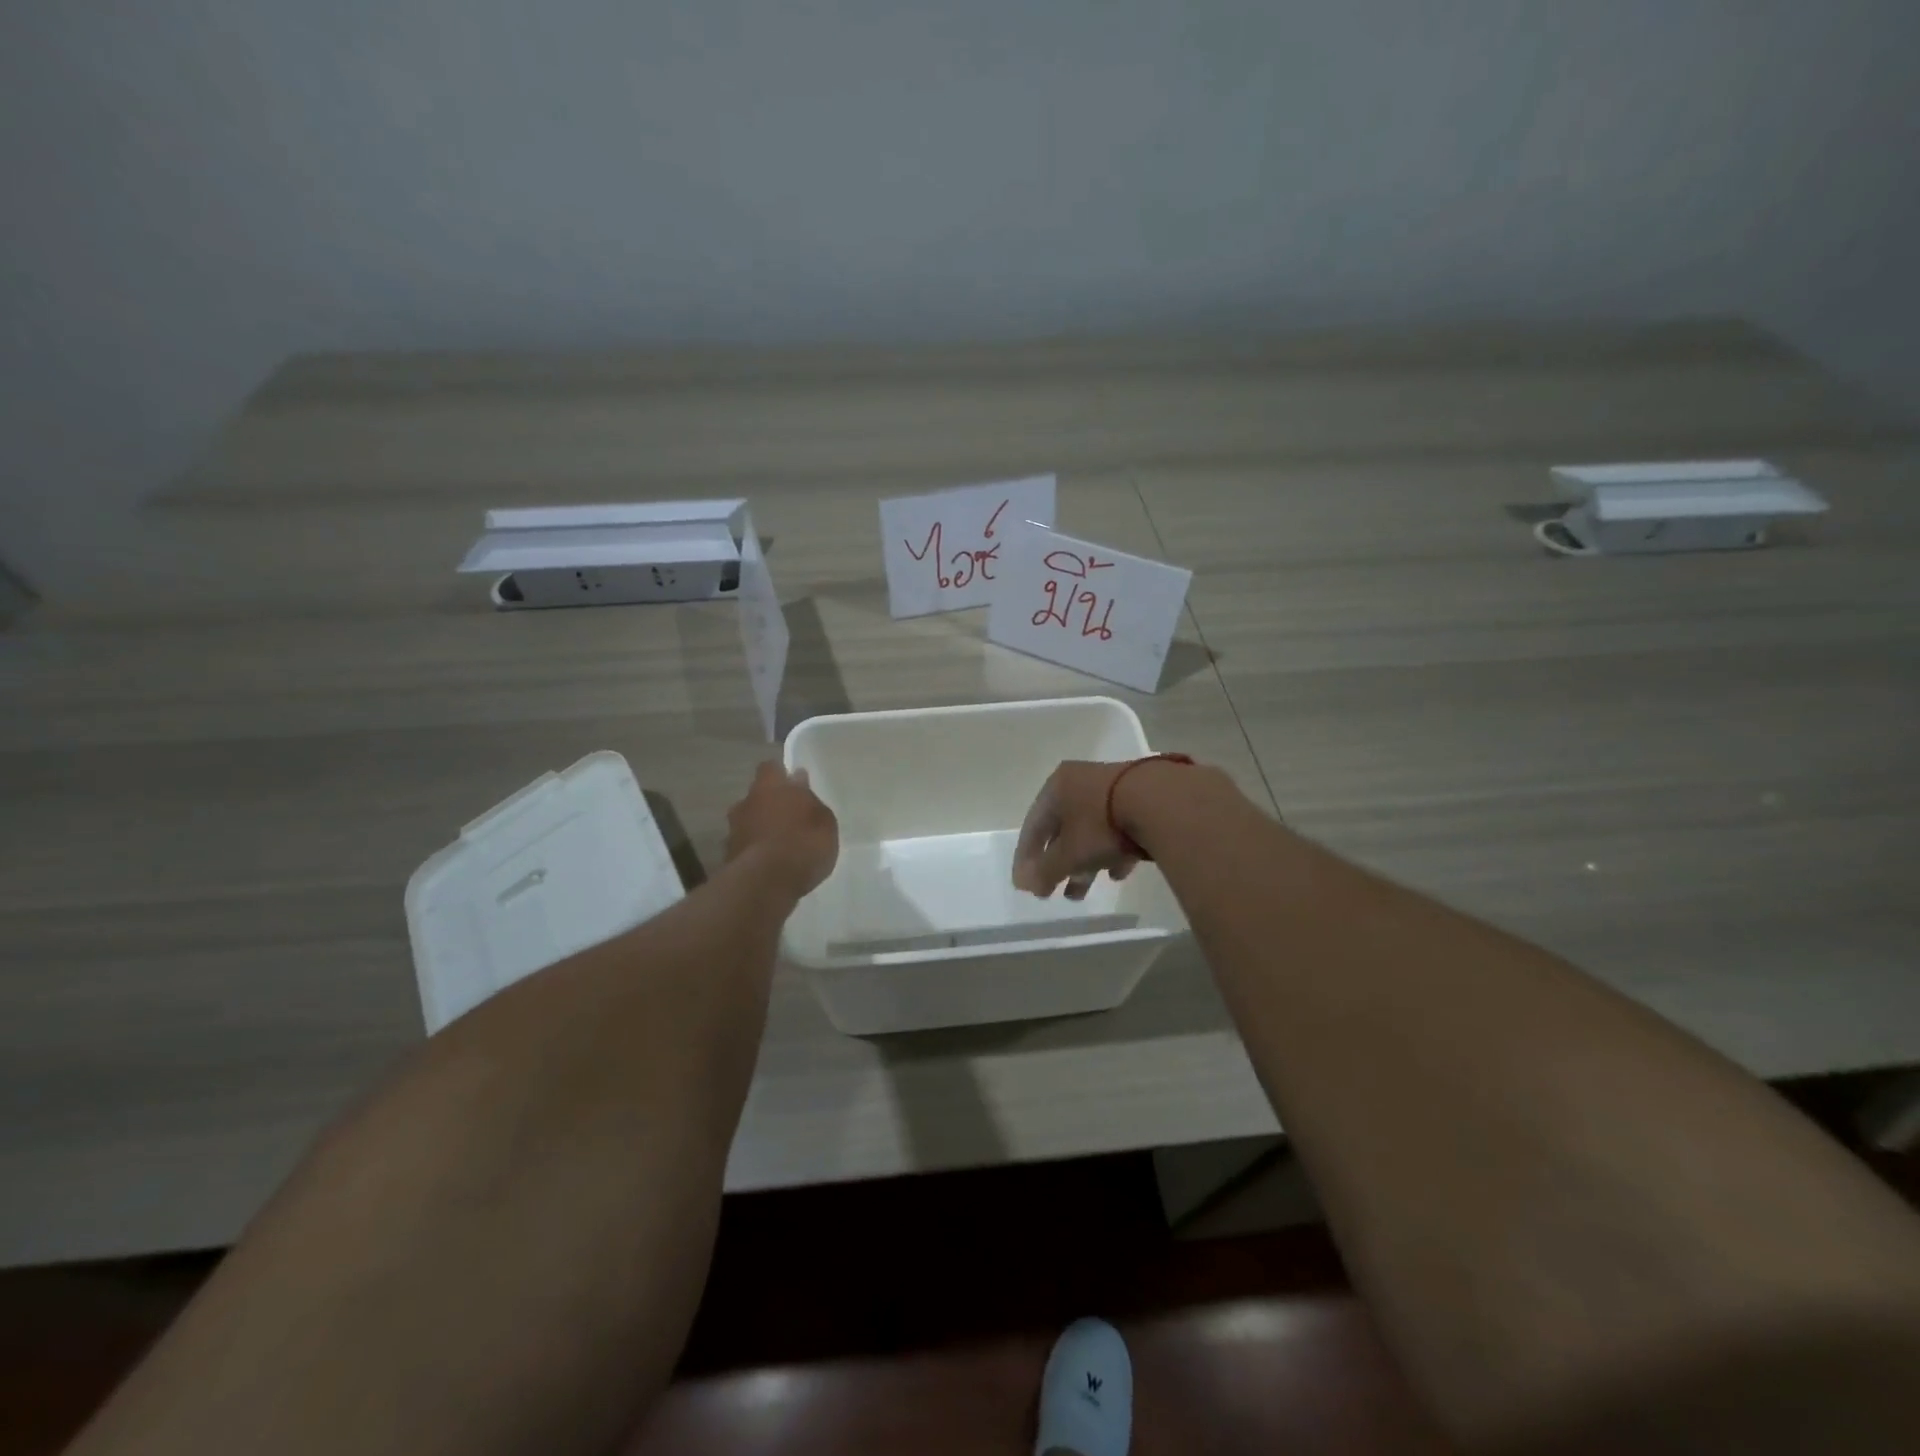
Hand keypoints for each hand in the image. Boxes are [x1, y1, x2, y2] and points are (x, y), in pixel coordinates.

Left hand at [726, 762, 838, 897]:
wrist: (766, 883)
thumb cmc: (803, 843)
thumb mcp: (824, 821)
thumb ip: (810, 801)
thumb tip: (799, 783)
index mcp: (771, 786)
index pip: (770, 768)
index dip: (780, 774)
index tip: (792, 783)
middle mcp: (747, 802)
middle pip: (757, 795)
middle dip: (769, 803)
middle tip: (789, 816)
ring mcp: (734, 829)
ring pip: (748, 821)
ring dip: (760, 828)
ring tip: (779, 844)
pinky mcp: (728, 856)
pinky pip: (745, 846)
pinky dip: (754, 850)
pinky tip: (769, 863)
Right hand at [1012, 760, 1141, 900]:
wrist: (1162, 803)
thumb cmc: (1102, 825)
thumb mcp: (1068, 854)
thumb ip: (1044, 871)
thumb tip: (1023, 883)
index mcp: (1057, 786)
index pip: (1033, 825)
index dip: (1026, 858)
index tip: (1025, 884)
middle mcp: (1082, 782)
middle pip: (1062, 829)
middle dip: (1057, 864)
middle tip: (1053, 892)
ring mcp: (1114, 788)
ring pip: (1090, 831)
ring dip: (1083, 863)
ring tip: (1082, 892)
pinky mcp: (1143, 799)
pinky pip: (1118, 829)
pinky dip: (1112, 852)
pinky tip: (1117, 874)